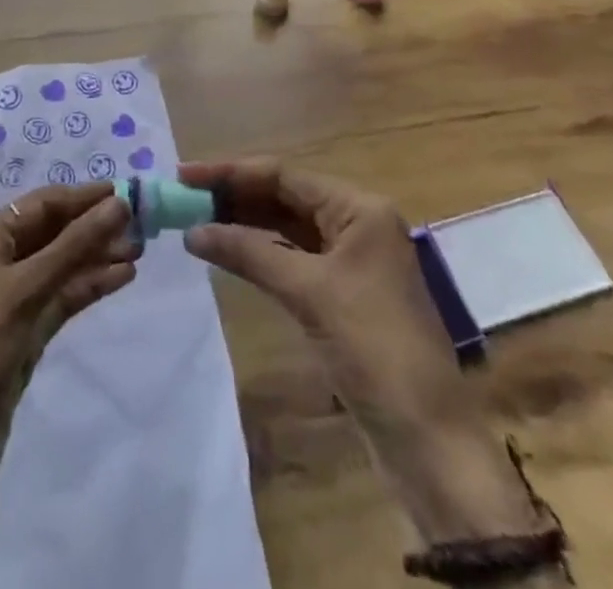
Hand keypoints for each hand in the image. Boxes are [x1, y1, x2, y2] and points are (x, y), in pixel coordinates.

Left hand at [0, 185, 134, 584]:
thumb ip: (74, 244)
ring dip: (97, 255)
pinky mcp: (26, 328)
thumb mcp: (25, 288)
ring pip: (61, 263)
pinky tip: (122, 276)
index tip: (127, 191)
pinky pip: (62, 294)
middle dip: (94, 226)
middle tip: (141, 224)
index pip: (41, 204)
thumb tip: (119, 203)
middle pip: (53, 231)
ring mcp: (11, 295)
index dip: (84, 197)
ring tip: (139, 250)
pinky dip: (89, 284)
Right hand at [179, 159, 458, 417]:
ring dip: (245, 223)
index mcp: (359, 208)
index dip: (231, 172)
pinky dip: (262, 252)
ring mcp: (351, 258)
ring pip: (288, 227)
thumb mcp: (308, 293)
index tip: (186, 174)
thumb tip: (192, 232)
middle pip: (285, 196)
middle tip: (184, 198)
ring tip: (197, 219)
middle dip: (235, 195)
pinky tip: (230, 251)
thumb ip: (249, 253)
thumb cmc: (373, 348)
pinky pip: (294, 257)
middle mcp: (357, 223)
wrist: (427, 440)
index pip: (284, 175)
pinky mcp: (344, 292)